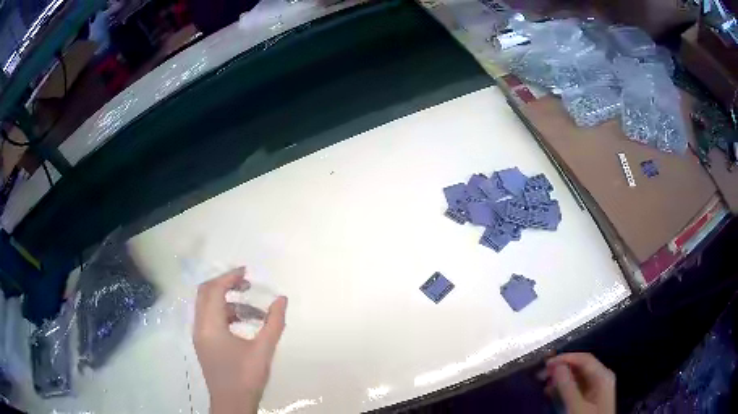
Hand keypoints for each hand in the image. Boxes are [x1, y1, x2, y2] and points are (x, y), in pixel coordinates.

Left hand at [193, 267, 287, 413]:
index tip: (247, 272)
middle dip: (225, 284)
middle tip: (247, 283)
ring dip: (227, 301)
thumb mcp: (264, 350)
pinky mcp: (203, 344)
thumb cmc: (246, 377)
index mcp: (210, 326)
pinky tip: (244, 324)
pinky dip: (224, 314)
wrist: (232, 404)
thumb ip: (274, 323)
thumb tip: (282, 299)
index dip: (229, 277)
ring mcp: (200, 336)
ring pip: (207, 307)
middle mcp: (200, 327)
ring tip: (253, 310)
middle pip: (205, 293)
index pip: (214, 290)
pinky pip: (209, 319)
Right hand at [543, 353, 615, 413]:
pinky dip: (564, 388)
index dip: (566, 358)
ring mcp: (597, 389)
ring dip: (561, 379)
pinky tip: (552, 392)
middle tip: (543, 374)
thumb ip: (567, 386)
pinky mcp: (590, 399)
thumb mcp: (576, 406)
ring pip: (578, 377)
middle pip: (581, 367)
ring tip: (545, 383)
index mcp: (603, 376)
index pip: (584, 359)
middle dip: (562, 368)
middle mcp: (601, 378)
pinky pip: (577, 388)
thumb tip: (556, 366)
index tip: (547, 364)